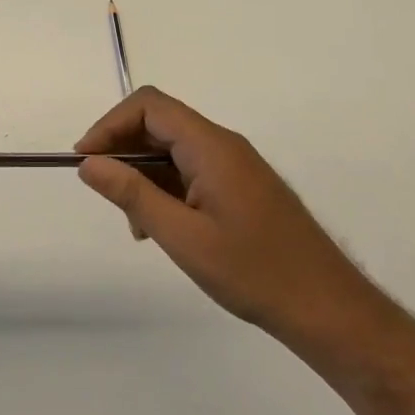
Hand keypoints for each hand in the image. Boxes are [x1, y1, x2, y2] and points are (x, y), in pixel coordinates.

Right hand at [75, 88, 386, 349]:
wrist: (328, 308)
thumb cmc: (254, 272)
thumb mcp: (183, 237)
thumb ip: (133, 194)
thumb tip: (89, 163)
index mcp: (211, 146)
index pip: (149, 106)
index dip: (110, 124)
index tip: (86, 161)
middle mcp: (224, 145)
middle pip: (160, 123)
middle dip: (124, 150)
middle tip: (104, 191)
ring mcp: (236, 165)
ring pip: (174, 150)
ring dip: (144, 174)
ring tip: (137, 224)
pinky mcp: (242, 186)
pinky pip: (193, 170)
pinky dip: (167, 188)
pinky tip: (164, 228)